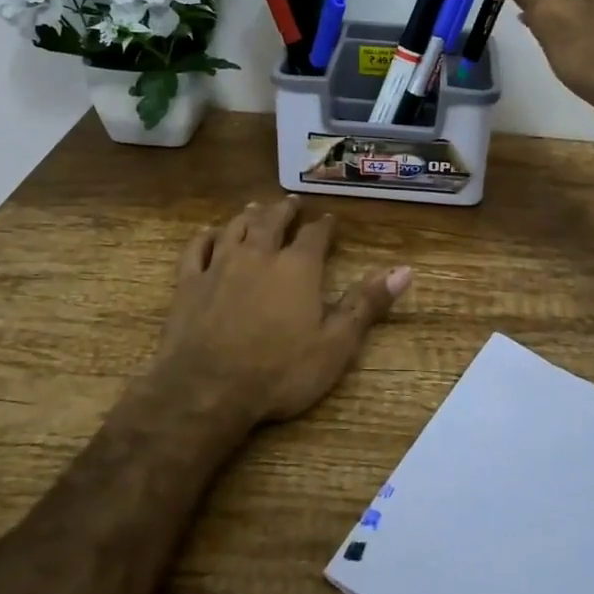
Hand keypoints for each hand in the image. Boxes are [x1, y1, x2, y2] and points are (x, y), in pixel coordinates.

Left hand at [159, 197, 410, 424]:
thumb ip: (367, 304)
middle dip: (284, 210)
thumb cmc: (279, 371)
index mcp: (297, 267)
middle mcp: (258, 255)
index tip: (330, 220)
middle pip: (272, 221)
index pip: (315, 235)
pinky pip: (196, 249)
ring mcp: (219, 266)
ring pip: (235, 228)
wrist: (206, 391)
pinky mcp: (188, 283)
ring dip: (247, 216)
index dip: (324, 226)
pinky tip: (207, 233)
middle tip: (291, 203)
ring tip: (254, 207)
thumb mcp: (335, 344)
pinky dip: (204, 237)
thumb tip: (404, 270)